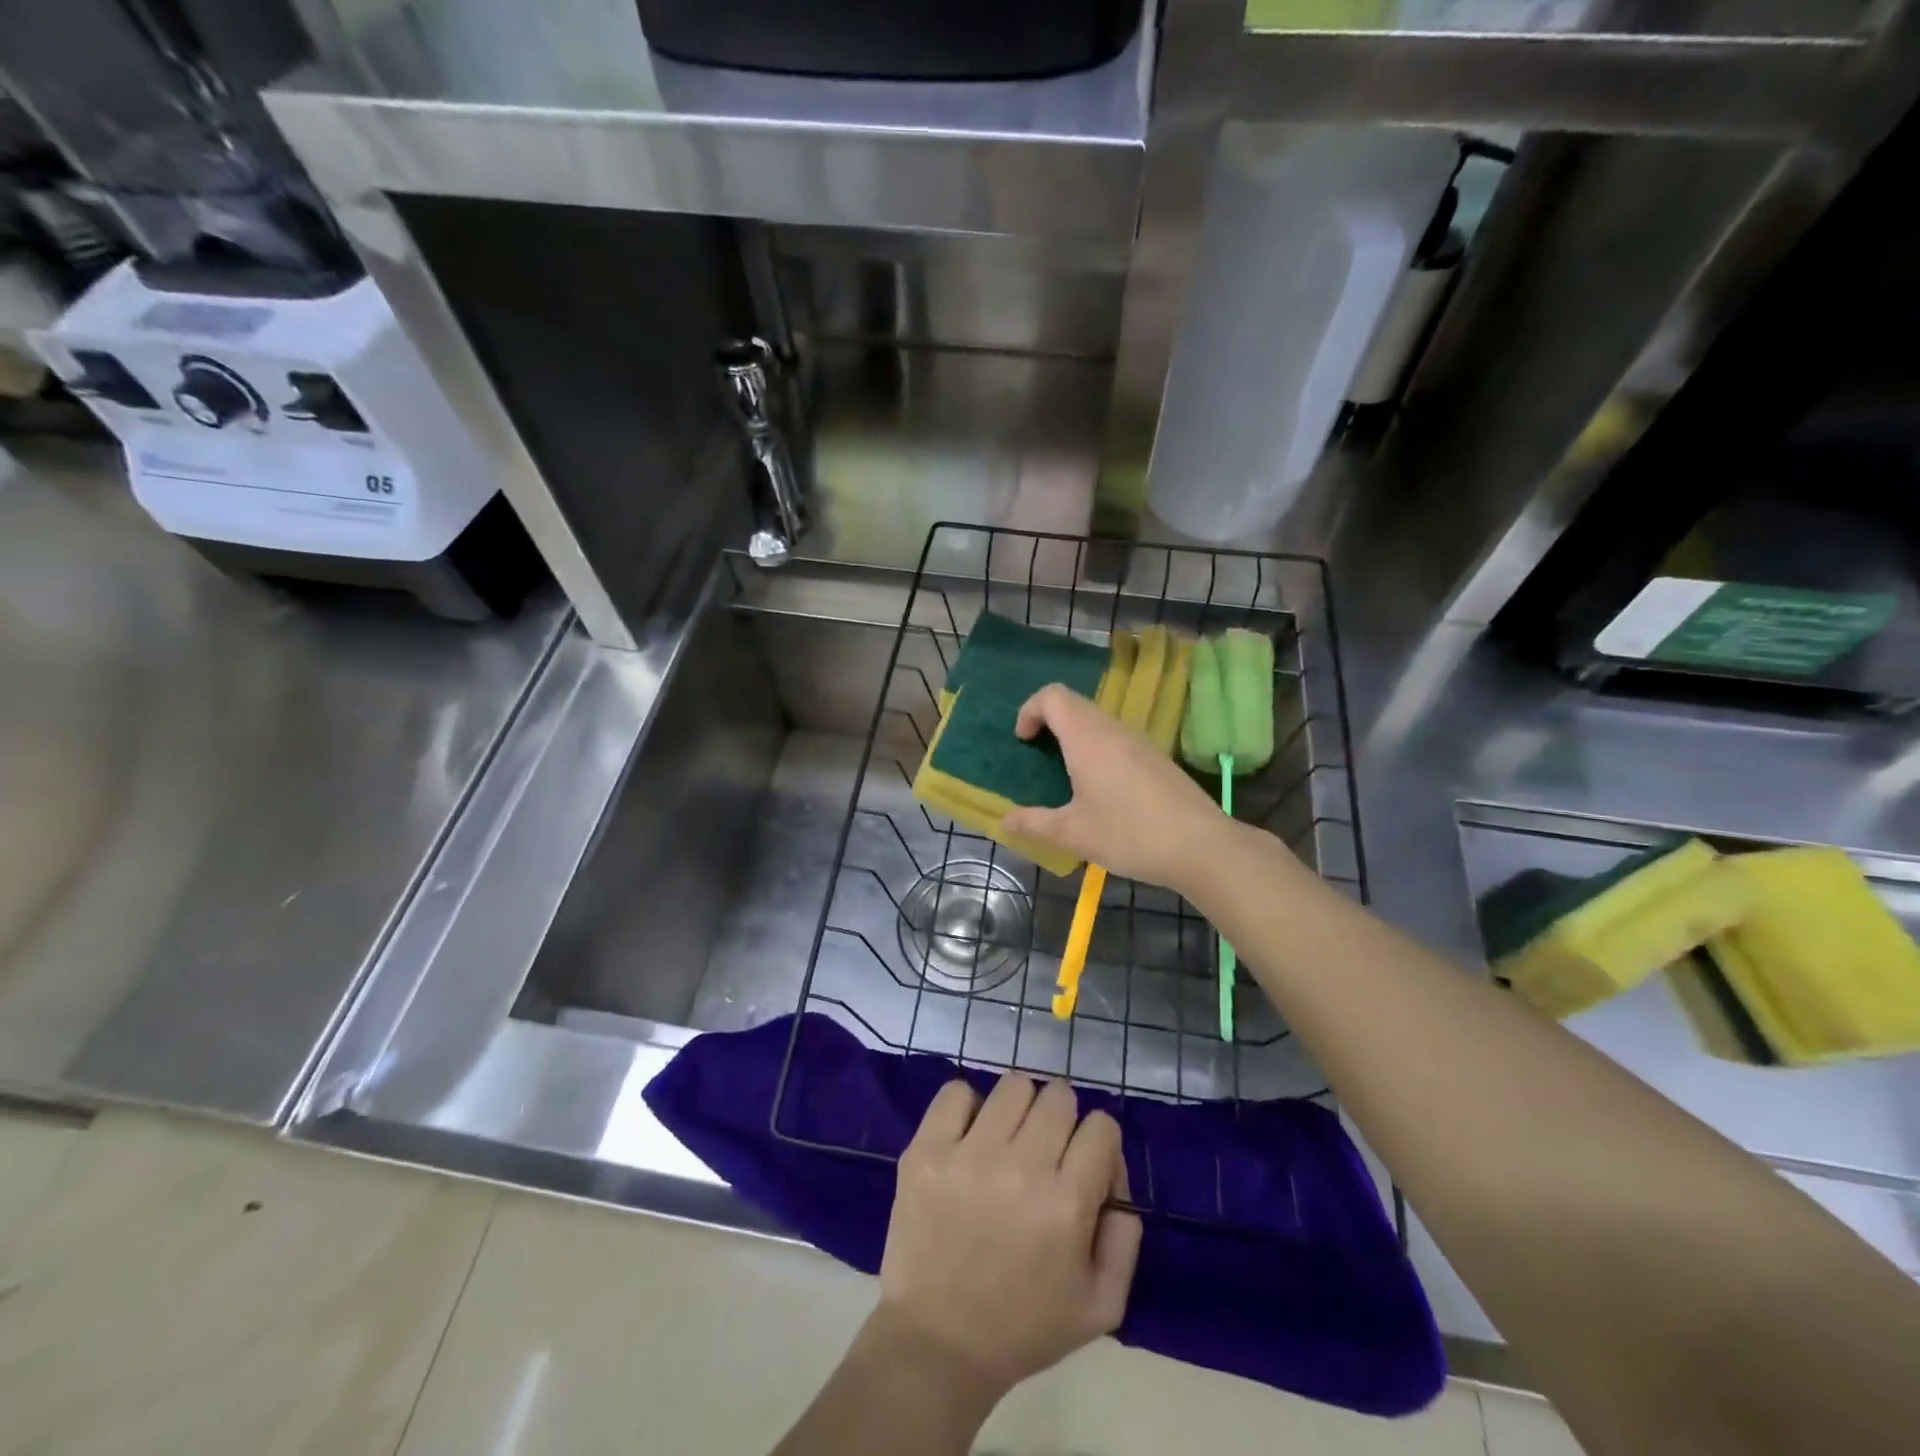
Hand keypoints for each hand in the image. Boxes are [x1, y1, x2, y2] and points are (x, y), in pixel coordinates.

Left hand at [878, 1075, 1142, 1400]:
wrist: (938, 1343)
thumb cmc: (1024, 1327)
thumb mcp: (1101, 1305)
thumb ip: (1125, 1237)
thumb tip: (1116, 1176)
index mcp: (1067, 1204)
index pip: (1101, 1126)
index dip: (1099, 1145)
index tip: (1084, 1168)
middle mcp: (1021, 1167)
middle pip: (1058, 1096)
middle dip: (1061, 1121)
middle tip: (1045, 1153)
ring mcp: (969, 1154)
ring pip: (1013, 1085)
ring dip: (1018, 1109)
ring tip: (1007, 1141)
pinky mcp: (926, 1150)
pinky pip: (956, 1092)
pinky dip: (968, 1107)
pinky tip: (969, 1138)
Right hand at [1000, 683, 1240, 896]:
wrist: (1201, 846)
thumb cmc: (1129, 834)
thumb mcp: (1073, 834)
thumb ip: (1034, 823)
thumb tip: (1005, 820)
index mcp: (1088, 737)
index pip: (1053, 696)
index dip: (1030, 710)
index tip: (1023, 743)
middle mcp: (1113, 729)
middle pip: (1074, 705)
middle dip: (1049, 723)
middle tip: (1038, 758)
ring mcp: (1140, 741)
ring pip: (1098, 722)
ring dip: (1075, 737)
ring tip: (1066, 776)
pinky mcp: (1157, 758)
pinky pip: (1117, 739)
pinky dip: (1098, 750)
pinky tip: (1102, 791)